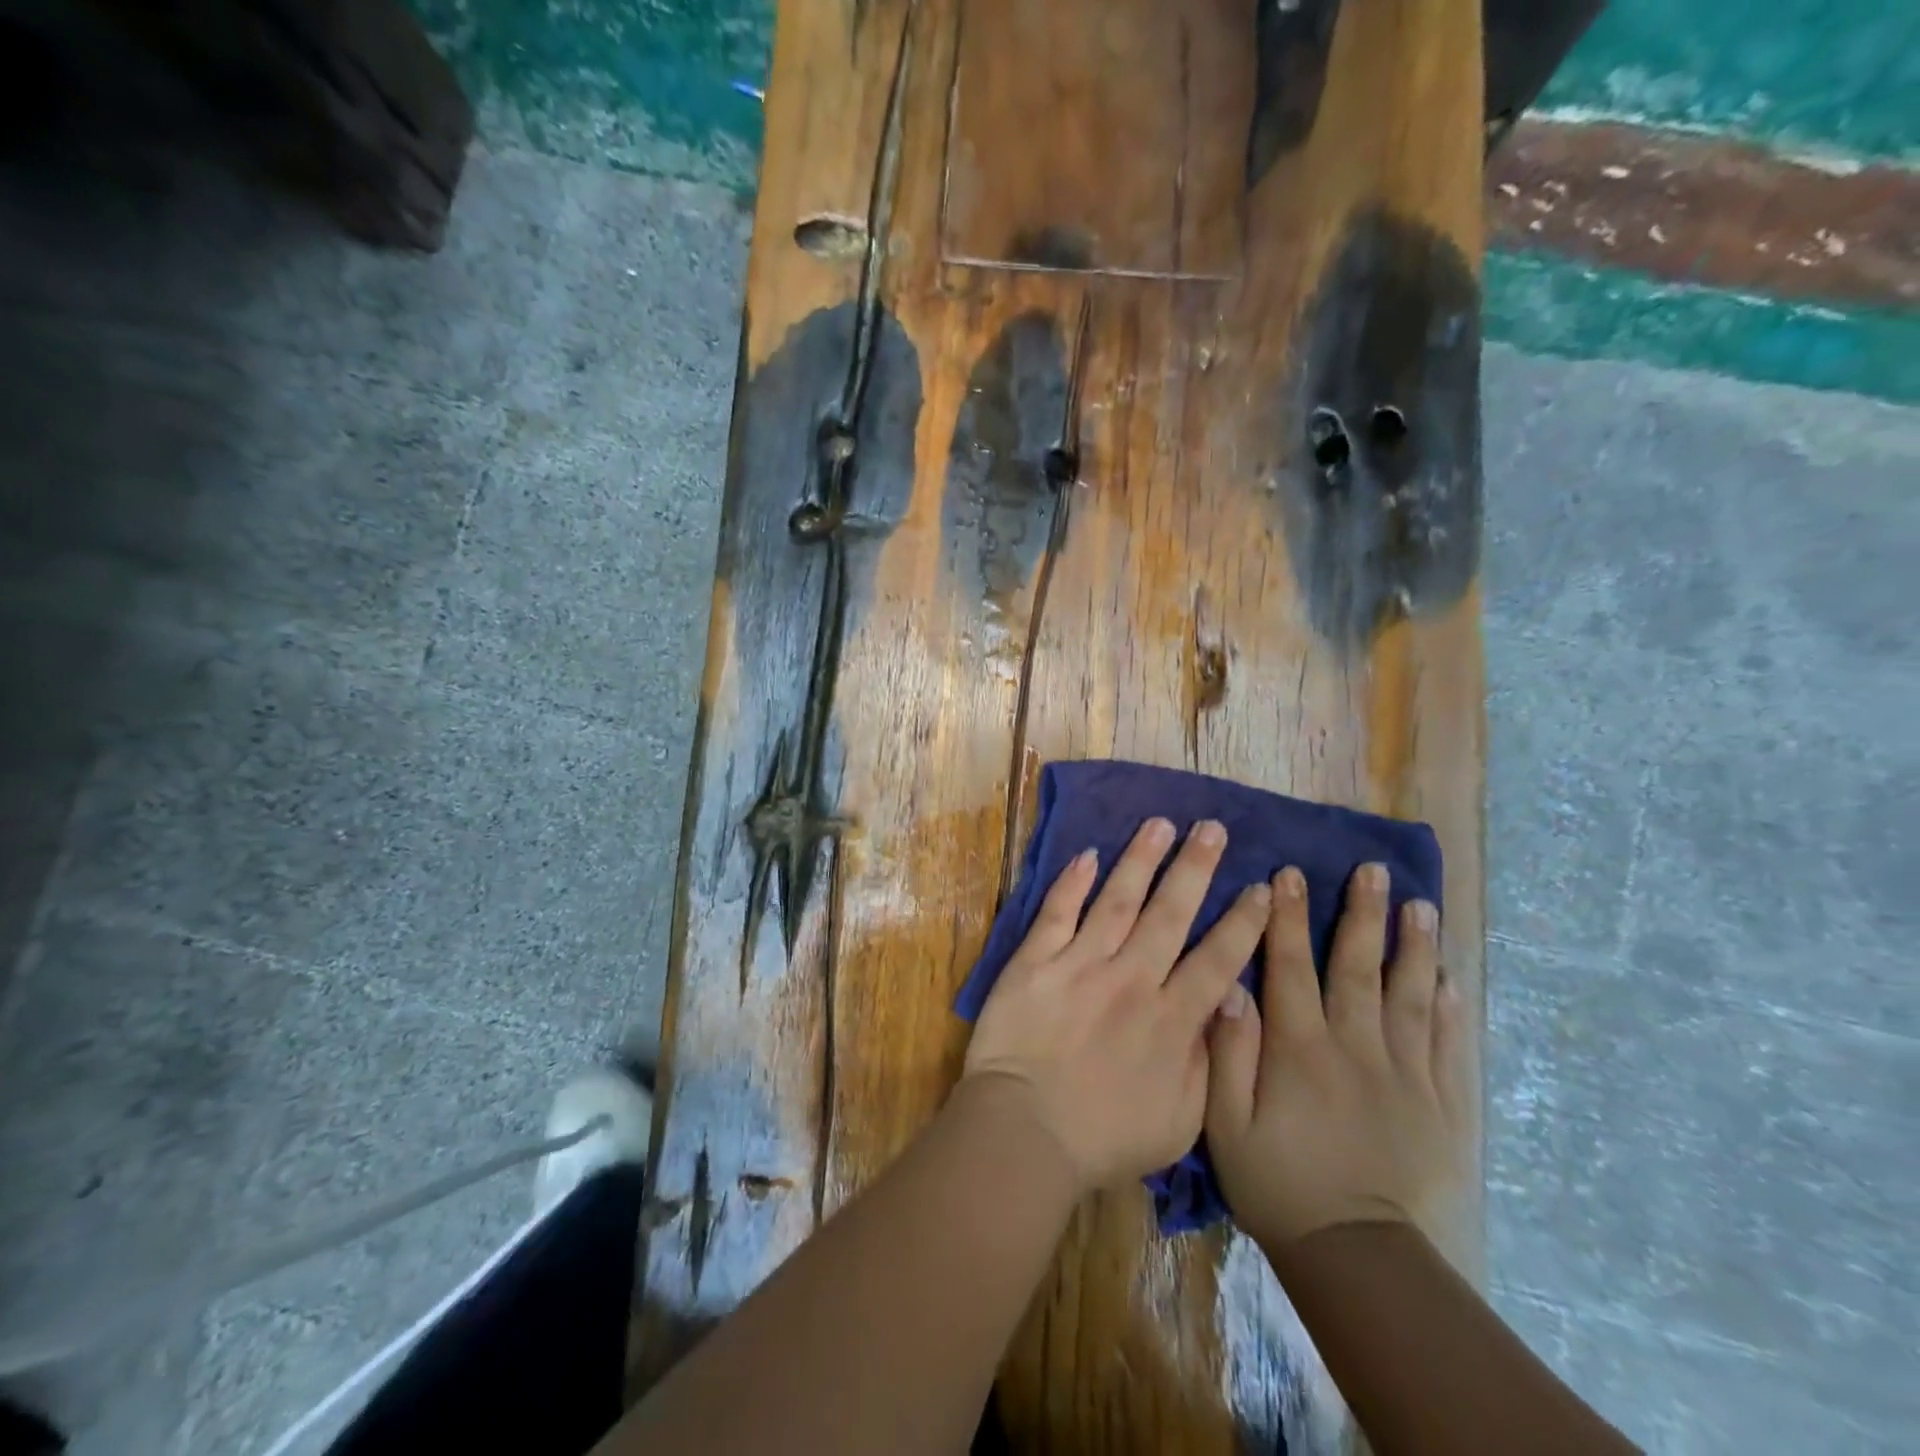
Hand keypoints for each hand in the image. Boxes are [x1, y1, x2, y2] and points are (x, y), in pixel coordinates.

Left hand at [961, 818, 1271, 1195]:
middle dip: (1195, 868)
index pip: (1217, 958)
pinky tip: (1088, 855)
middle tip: (1212, 828)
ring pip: (1118, 900)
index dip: (1244, 921)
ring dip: (1141, 859)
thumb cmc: (1104, 1137)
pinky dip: (1073, 882)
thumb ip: (1209, 1061)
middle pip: (1170, 913)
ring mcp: (1080, 964)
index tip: (1263, 886)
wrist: (1025, 1132)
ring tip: (1160, 824)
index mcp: (1171, 1019)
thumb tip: (1226, 1006)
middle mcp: (1131, 979)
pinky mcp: (1035, 961)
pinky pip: (1058, 912)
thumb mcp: (1181, 1121)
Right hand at [1205, 863, 1469, 1251]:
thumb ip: (1227, 1052)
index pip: (1290, 965)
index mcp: (1299, 1046)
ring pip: (1409, 996)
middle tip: (1373, 870)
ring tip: (1421, 906)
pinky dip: (1447, 1007)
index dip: (1286, 916)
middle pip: (1358, 967)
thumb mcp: (1226, 1122)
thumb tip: (1231, 987)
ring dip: (1413, 947)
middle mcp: (1354, 1045)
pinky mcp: (1437, 1103)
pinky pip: (1444, 1044)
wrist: (1356, 1252)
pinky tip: (1449, 978)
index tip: (1289, 874)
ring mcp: (1403, 1072)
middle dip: (1362, 914)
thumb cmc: (1277, 1181)